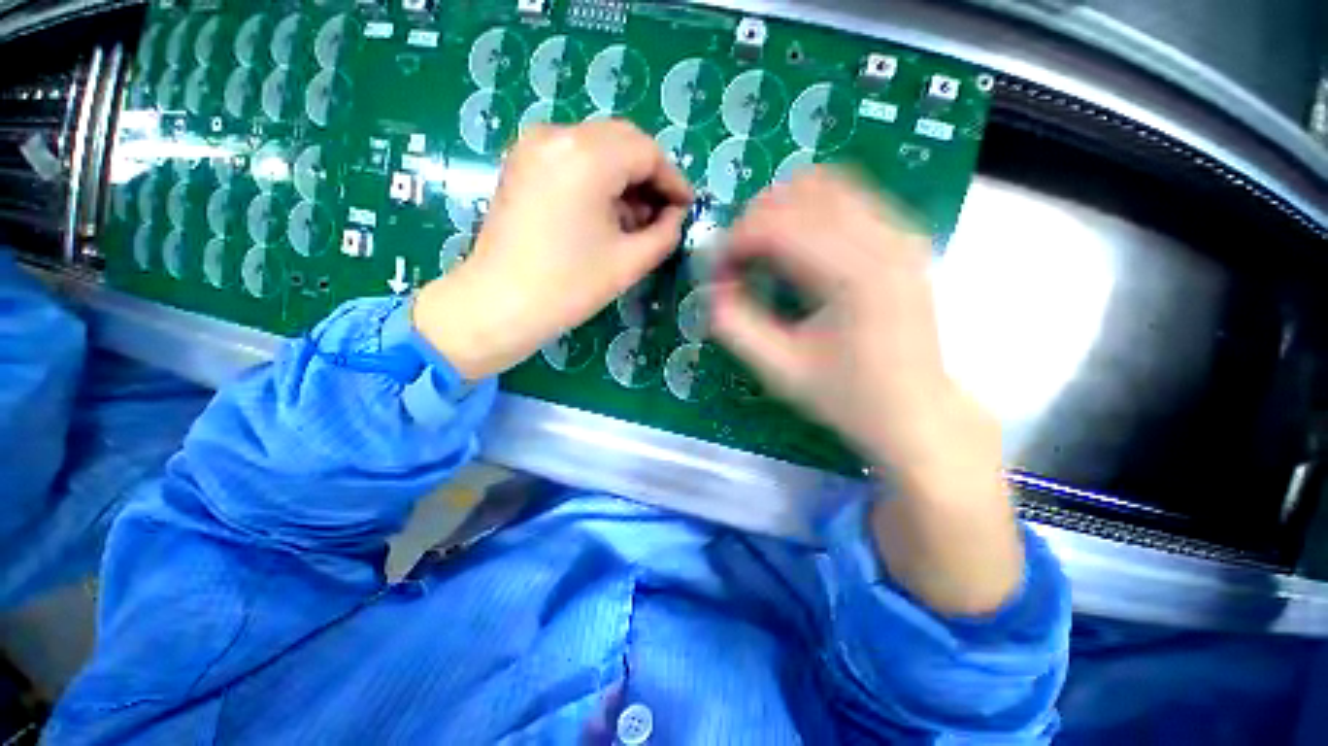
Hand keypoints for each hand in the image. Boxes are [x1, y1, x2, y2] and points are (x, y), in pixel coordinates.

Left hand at [414, 121, 692, 379]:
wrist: (499, 305)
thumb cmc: (569, 287)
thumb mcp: (630, 262)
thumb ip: (665, 232)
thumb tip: (675, 215)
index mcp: (587, 156)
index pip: (647, 152)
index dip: (673, 180)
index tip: (687, 208)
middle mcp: (557, 135)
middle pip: (622, 142)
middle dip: (649, 176)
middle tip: (664, 214)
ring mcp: (534, 146)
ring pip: (598, 148)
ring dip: (624, 178)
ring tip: (636, 220)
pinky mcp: (522, 164)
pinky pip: (573, 158)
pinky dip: (597, 179)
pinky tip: (606, 214)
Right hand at [712, 169, 1020, 615]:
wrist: (928, 427)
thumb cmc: (855, 408)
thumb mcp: (784, 372)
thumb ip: (741, 328)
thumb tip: (709, 297)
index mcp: (852, 280)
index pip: (779, 226)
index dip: (736, 239)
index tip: (714, 265)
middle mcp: (884, 248)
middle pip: (807, 194)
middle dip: (758, 217)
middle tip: (734, 255)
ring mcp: (902, 244)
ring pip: (835, 191)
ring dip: (787, 212)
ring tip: (759, 249)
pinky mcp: (905, 253)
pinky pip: (855, 208)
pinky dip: (816, 217)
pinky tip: (797, 251)